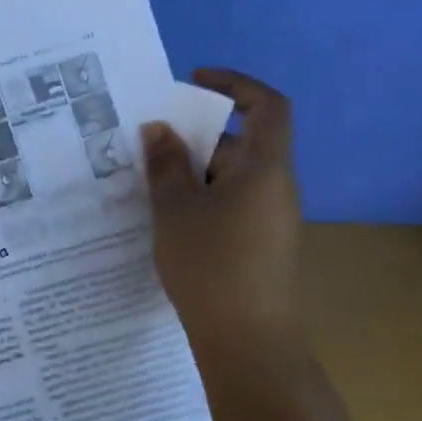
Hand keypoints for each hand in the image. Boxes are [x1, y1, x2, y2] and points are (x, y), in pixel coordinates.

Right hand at [142, 69, 301, 349]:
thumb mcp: (175, 209)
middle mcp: (275, 187)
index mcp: (265, 168)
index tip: (194, 82)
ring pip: (229, 179)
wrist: (246, 338)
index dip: (235, 84)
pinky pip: (229, 206)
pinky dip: (199, 201)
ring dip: (191, 175)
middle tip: (146, 148)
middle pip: (240, 145)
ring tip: (145, 187)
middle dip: (194, 140)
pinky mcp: (259, 244)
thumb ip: (166, 165)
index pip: (266, 106)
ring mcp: (269, 218)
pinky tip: (166, 221)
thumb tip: (159, 128)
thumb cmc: (210, 264)